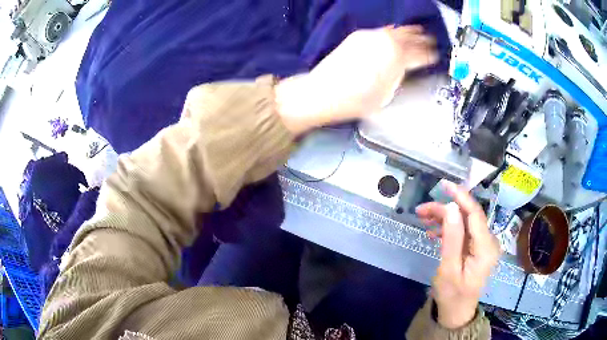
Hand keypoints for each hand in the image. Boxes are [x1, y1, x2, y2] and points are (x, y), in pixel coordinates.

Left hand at [276, 25, 437, 134]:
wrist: (323, 92)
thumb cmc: (356, 100)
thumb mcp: (387, 94)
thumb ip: (400, 77)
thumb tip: (405, 70)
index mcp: (397, 57)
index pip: (421, 54)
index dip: (430, 55)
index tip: (436, 56)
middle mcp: (385, 42)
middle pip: (410, 37)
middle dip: (422, 40)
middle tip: (431, 41)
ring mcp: (370, 36)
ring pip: (395, 30)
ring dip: (408, 32)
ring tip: (418, 32)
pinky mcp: (358, 36)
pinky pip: (381, 31)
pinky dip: (391, 32)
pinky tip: (394, 34)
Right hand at [416, 183, 500, 328]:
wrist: (457, 312)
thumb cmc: (452, 295)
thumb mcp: (448, 269)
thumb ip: (452, 239)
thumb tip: (451, 208)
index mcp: (486, 247)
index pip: (475, 214)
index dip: (461, 196)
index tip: (444, 185)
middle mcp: (489, 241)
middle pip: (468, 216)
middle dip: (445, 209)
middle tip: (421, 210)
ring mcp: (483, 244)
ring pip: (464, 222)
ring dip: (445, 218)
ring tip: (423, 219)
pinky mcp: (477, 247)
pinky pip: (463, 231)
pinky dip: (449, 228)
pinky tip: (434, 231)